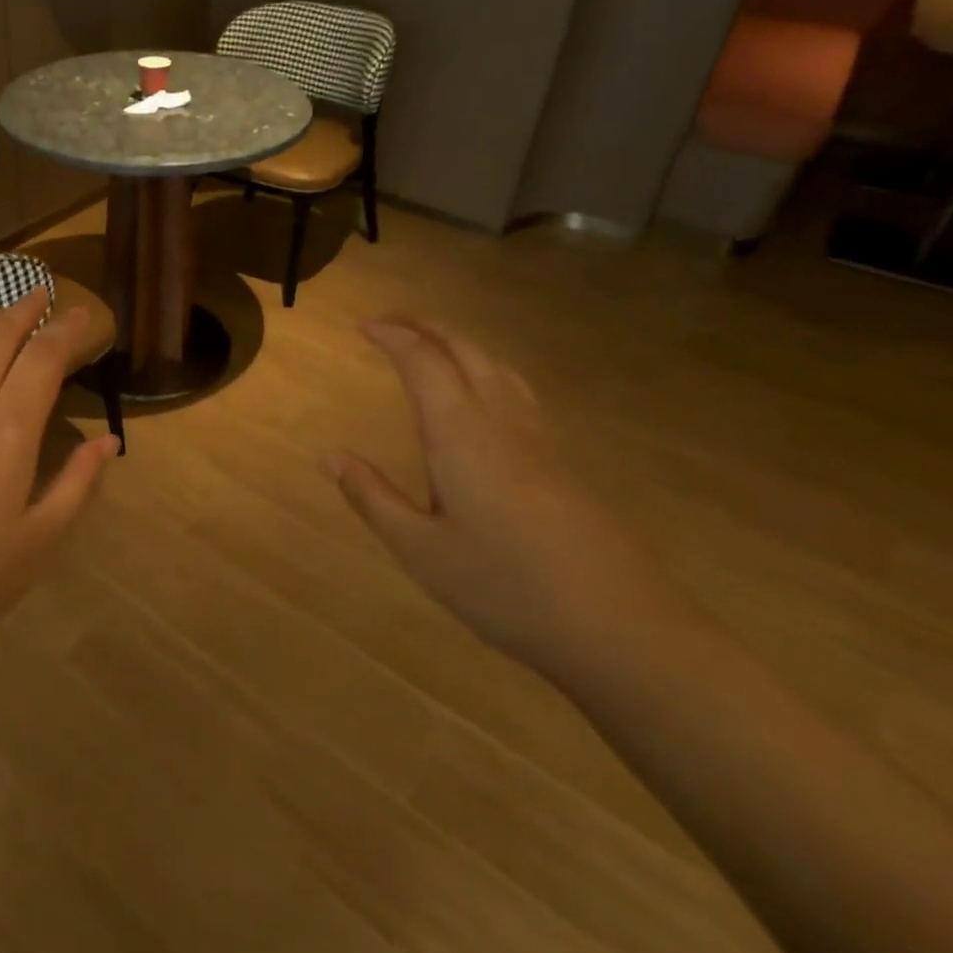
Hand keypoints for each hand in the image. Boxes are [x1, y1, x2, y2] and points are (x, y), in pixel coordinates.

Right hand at [326, 317, 678, 680]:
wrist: (622, 629)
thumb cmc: (506, 588)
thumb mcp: (420, 550)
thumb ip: (372, 497)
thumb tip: (330, 456)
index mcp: (462, 435)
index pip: (424, 363)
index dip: (392, 336)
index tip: (362, 325)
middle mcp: (502, 423)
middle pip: (467, 351)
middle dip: (426, 327)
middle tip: (390, 322)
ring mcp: (540, 442)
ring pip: (498, 368)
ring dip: (460, 344)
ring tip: (432, 346)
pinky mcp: (562, 465)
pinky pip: (517, 393)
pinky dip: (486, 371)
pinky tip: (483, 398)